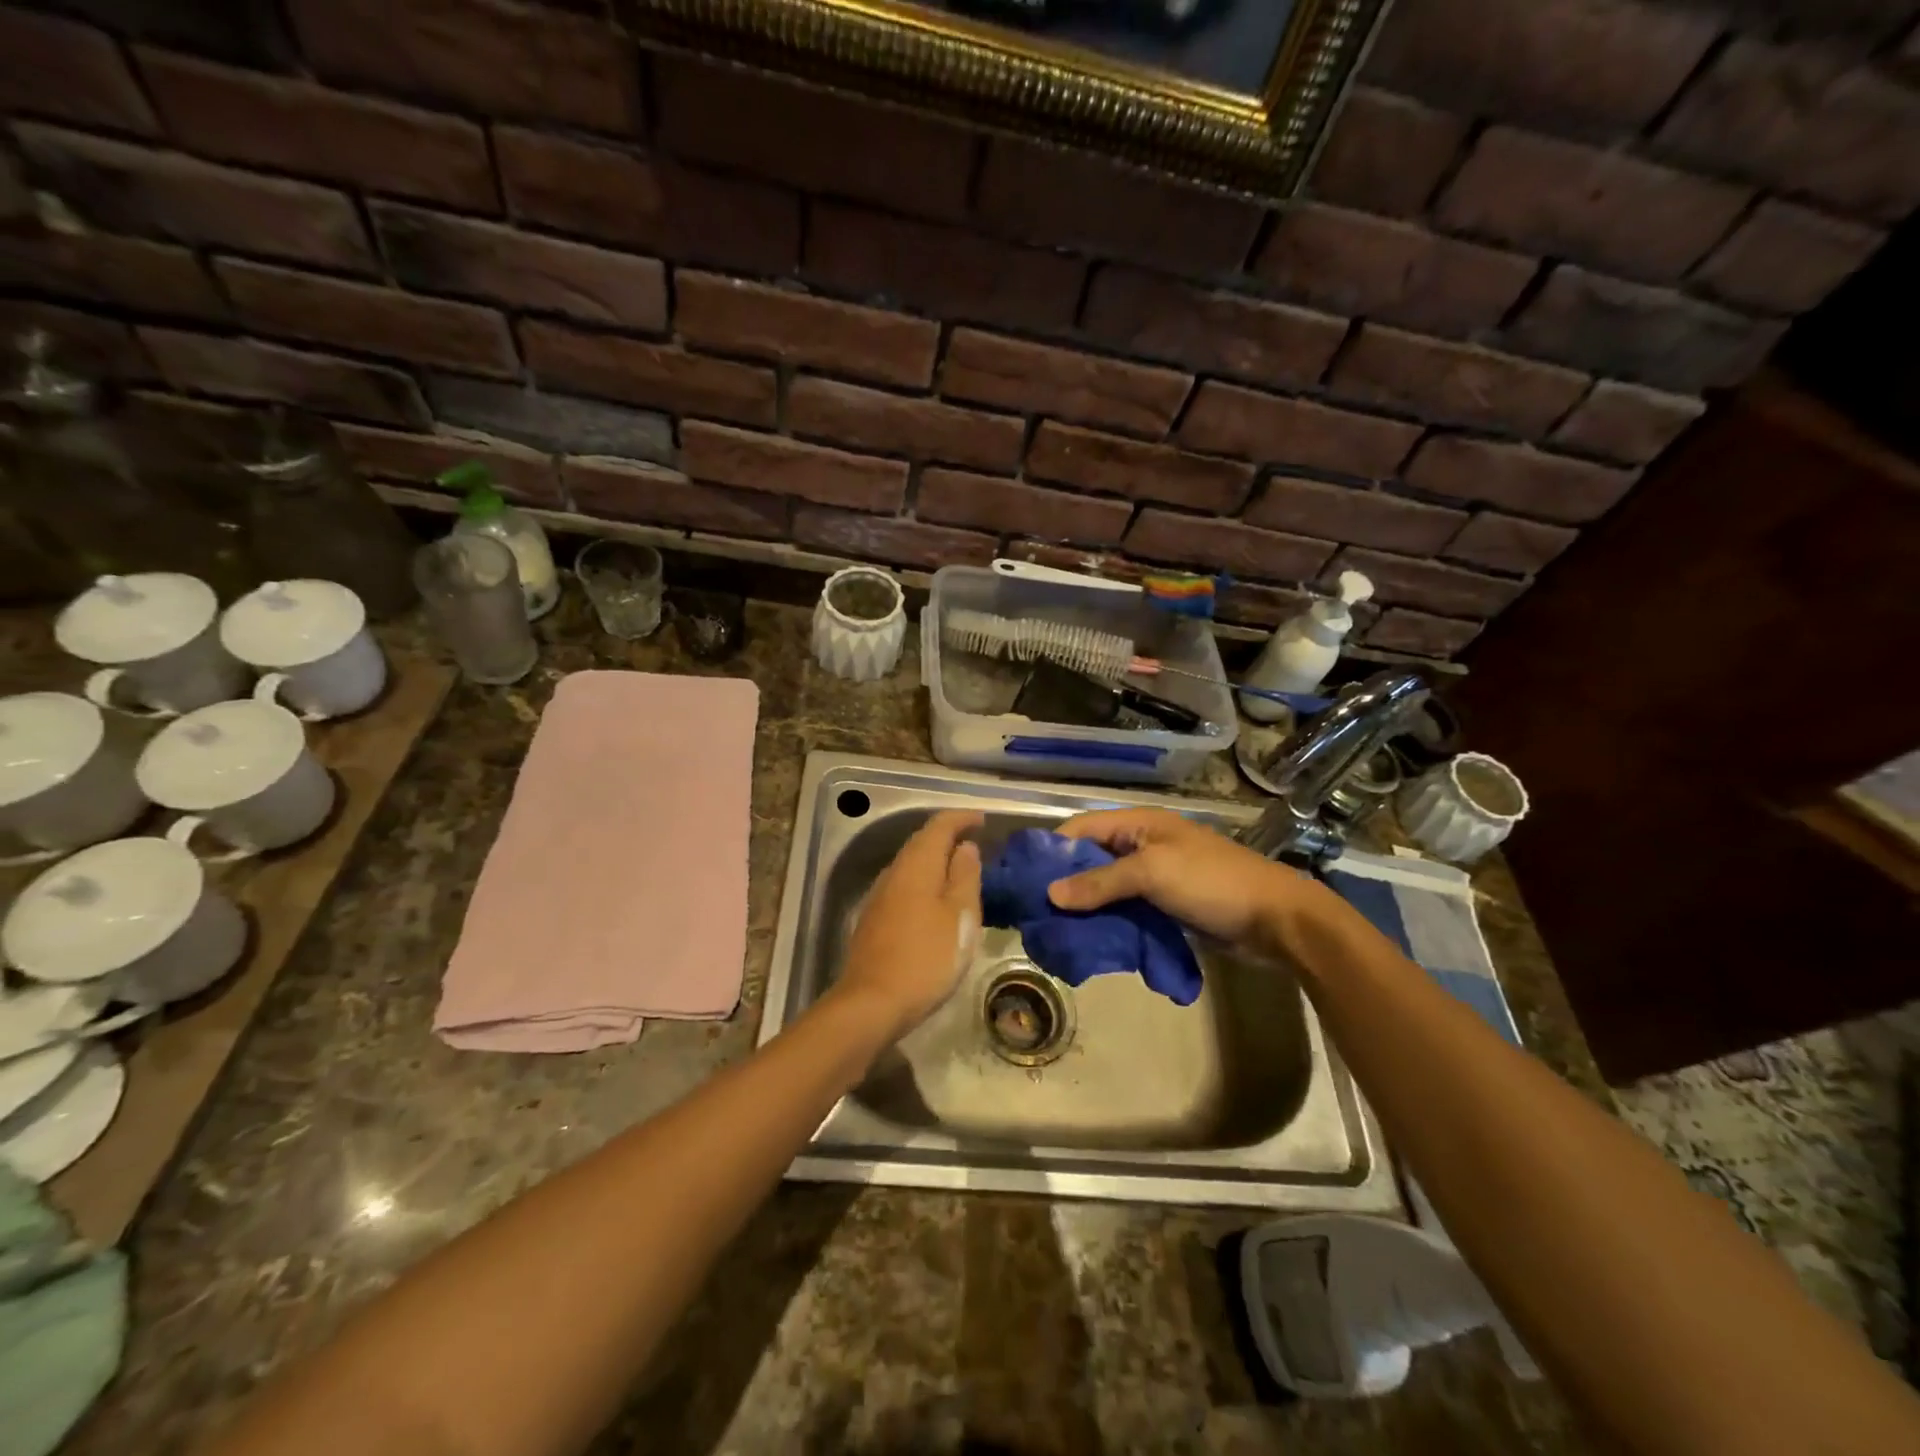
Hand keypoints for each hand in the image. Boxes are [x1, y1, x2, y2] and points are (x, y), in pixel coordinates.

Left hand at [834, 810, 982, 1039]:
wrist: (873, 1002)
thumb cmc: (927, 956)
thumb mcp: (960, 915)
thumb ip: (965, 876)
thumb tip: (966, 846)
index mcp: (917, 864)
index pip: (939, 825)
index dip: (962, 818)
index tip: (983, 820)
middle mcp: (894, 872)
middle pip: (922, 842)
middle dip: (948, 836)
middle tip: (976, 842)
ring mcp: (880, 896)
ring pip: (911, 865)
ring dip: (936, 860)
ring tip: (961, 869)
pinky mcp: (874, 919)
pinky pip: (904, 885)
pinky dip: (924, 881)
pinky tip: (936, 899)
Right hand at [1046, 809, 1318, 957]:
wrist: (1276, 919)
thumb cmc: (1211, 882)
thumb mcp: (1152, 873)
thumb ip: (1100, 882)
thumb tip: (1050, 894)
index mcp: (1139, 824)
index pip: (1081, 828)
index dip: (1052, 850)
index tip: (1024, 879)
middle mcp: (1142, 845)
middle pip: (1090, 860)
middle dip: (1065, 883)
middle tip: (1035, 912)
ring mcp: (1155, 878)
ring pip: (1107, 889)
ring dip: (1085, 908)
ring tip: (1055, 932)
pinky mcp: (1165, 906)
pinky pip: (1126, 910)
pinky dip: (1108, 923)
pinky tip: (1089, 942)